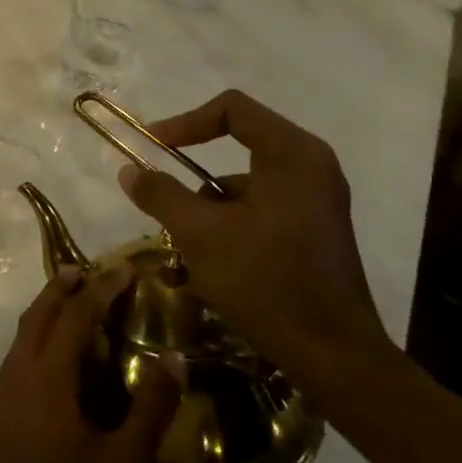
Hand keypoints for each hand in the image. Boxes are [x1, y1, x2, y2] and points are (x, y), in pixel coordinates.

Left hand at [0, 267, 181, 462]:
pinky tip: (58, 356)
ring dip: (47, 310)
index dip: (101, 290)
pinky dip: (39, 336)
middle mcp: (19, 375)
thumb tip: (174, 358)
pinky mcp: (2, 416)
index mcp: (47, 378)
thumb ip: (150, 408)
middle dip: (62, 287)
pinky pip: (20, 356)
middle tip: (90, 270)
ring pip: (24, 335)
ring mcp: (5, 396)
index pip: (75, 317)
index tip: (124, 270)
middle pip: (39, 315)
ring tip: (73, 299)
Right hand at [116, 88, 395, 404]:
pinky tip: (215, 263)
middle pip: (238, 145)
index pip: (232, 109)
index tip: (153, 147)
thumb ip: (160, 194)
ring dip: (210, 206)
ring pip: (246, 182)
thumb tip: (129, 169)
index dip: (185, 121)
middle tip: (166, 200)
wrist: (332, 354)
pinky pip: (263, 207)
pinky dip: (232, 224)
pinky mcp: (316, 228)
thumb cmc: (265, 281)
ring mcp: (318, 198)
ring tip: (188, 247)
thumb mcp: (200, 234)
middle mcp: (311, 166)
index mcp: (291, 154)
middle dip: (194, 174)